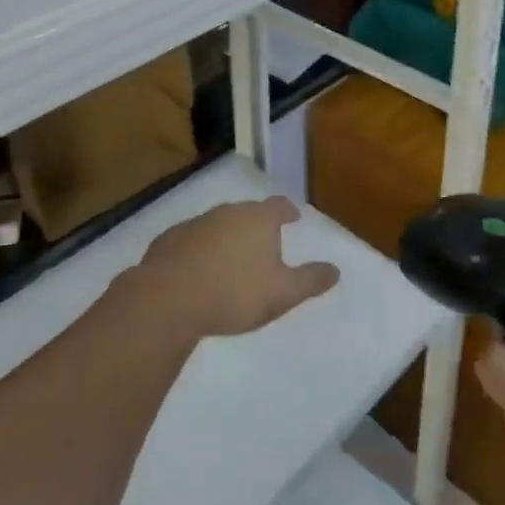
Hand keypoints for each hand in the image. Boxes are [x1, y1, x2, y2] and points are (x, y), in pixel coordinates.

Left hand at [137, 197, 339, 339]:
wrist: (168, 299)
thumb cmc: (234, 293)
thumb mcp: (282, 293)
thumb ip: (310, 280)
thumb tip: (336, 270)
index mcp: (258, 219)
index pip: (279, 205)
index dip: (288, 210)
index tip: (293, 217)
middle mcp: (228, 212)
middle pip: (247, 213)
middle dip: (257, 225)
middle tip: (263, 244)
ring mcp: (195, 223)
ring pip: (218, 225)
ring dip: (226, 238)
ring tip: (231, 261)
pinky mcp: (168, 240)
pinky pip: (191, 241)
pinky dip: (199, 250)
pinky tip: (197, 271)